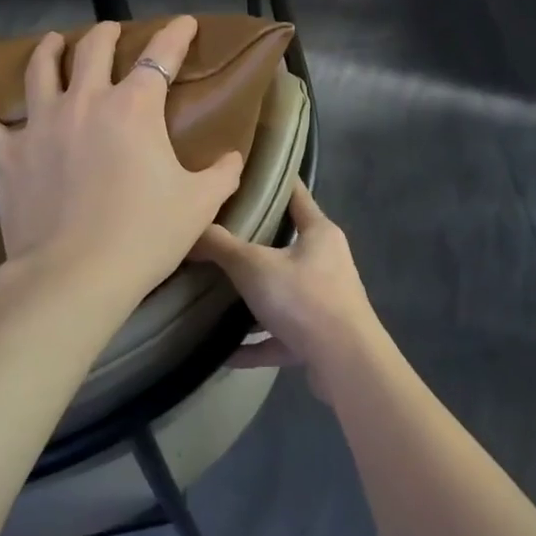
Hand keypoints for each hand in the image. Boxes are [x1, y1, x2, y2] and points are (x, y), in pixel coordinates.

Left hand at [0, 17, 244, 298]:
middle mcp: (86, 102)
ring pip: (41, 71)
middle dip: (106, 35)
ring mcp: (41, 125)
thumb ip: (221, 174)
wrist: (77, 275)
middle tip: (111, 31)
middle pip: (94, 50)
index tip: (184, 22)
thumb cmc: (145, 235)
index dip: (176, 35)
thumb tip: (233, 158)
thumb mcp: (199, 204)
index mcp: (135, 107)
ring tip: (52, 40)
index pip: (161, 57)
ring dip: (49, 50)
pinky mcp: (7, 155)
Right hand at [192, 182, 387, 395]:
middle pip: (288, 245)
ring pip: (283, 293)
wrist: (345, 364)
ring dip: (255, 298)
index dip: (276, 181)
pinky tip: (224, 351)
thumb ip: (220, 246)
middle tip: (220, 232)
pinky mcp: (318, 339)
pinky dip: (254, 344)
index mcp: (319, 234)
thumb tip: (190, 230)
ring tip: (217, 293)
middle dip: (257, 242)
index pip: (297, 196)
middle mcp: (327, 263)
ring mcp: (325, 302)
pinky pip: (278, 337)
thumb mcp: (254, 266)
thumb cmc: (304, 298)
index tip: (251, 171)